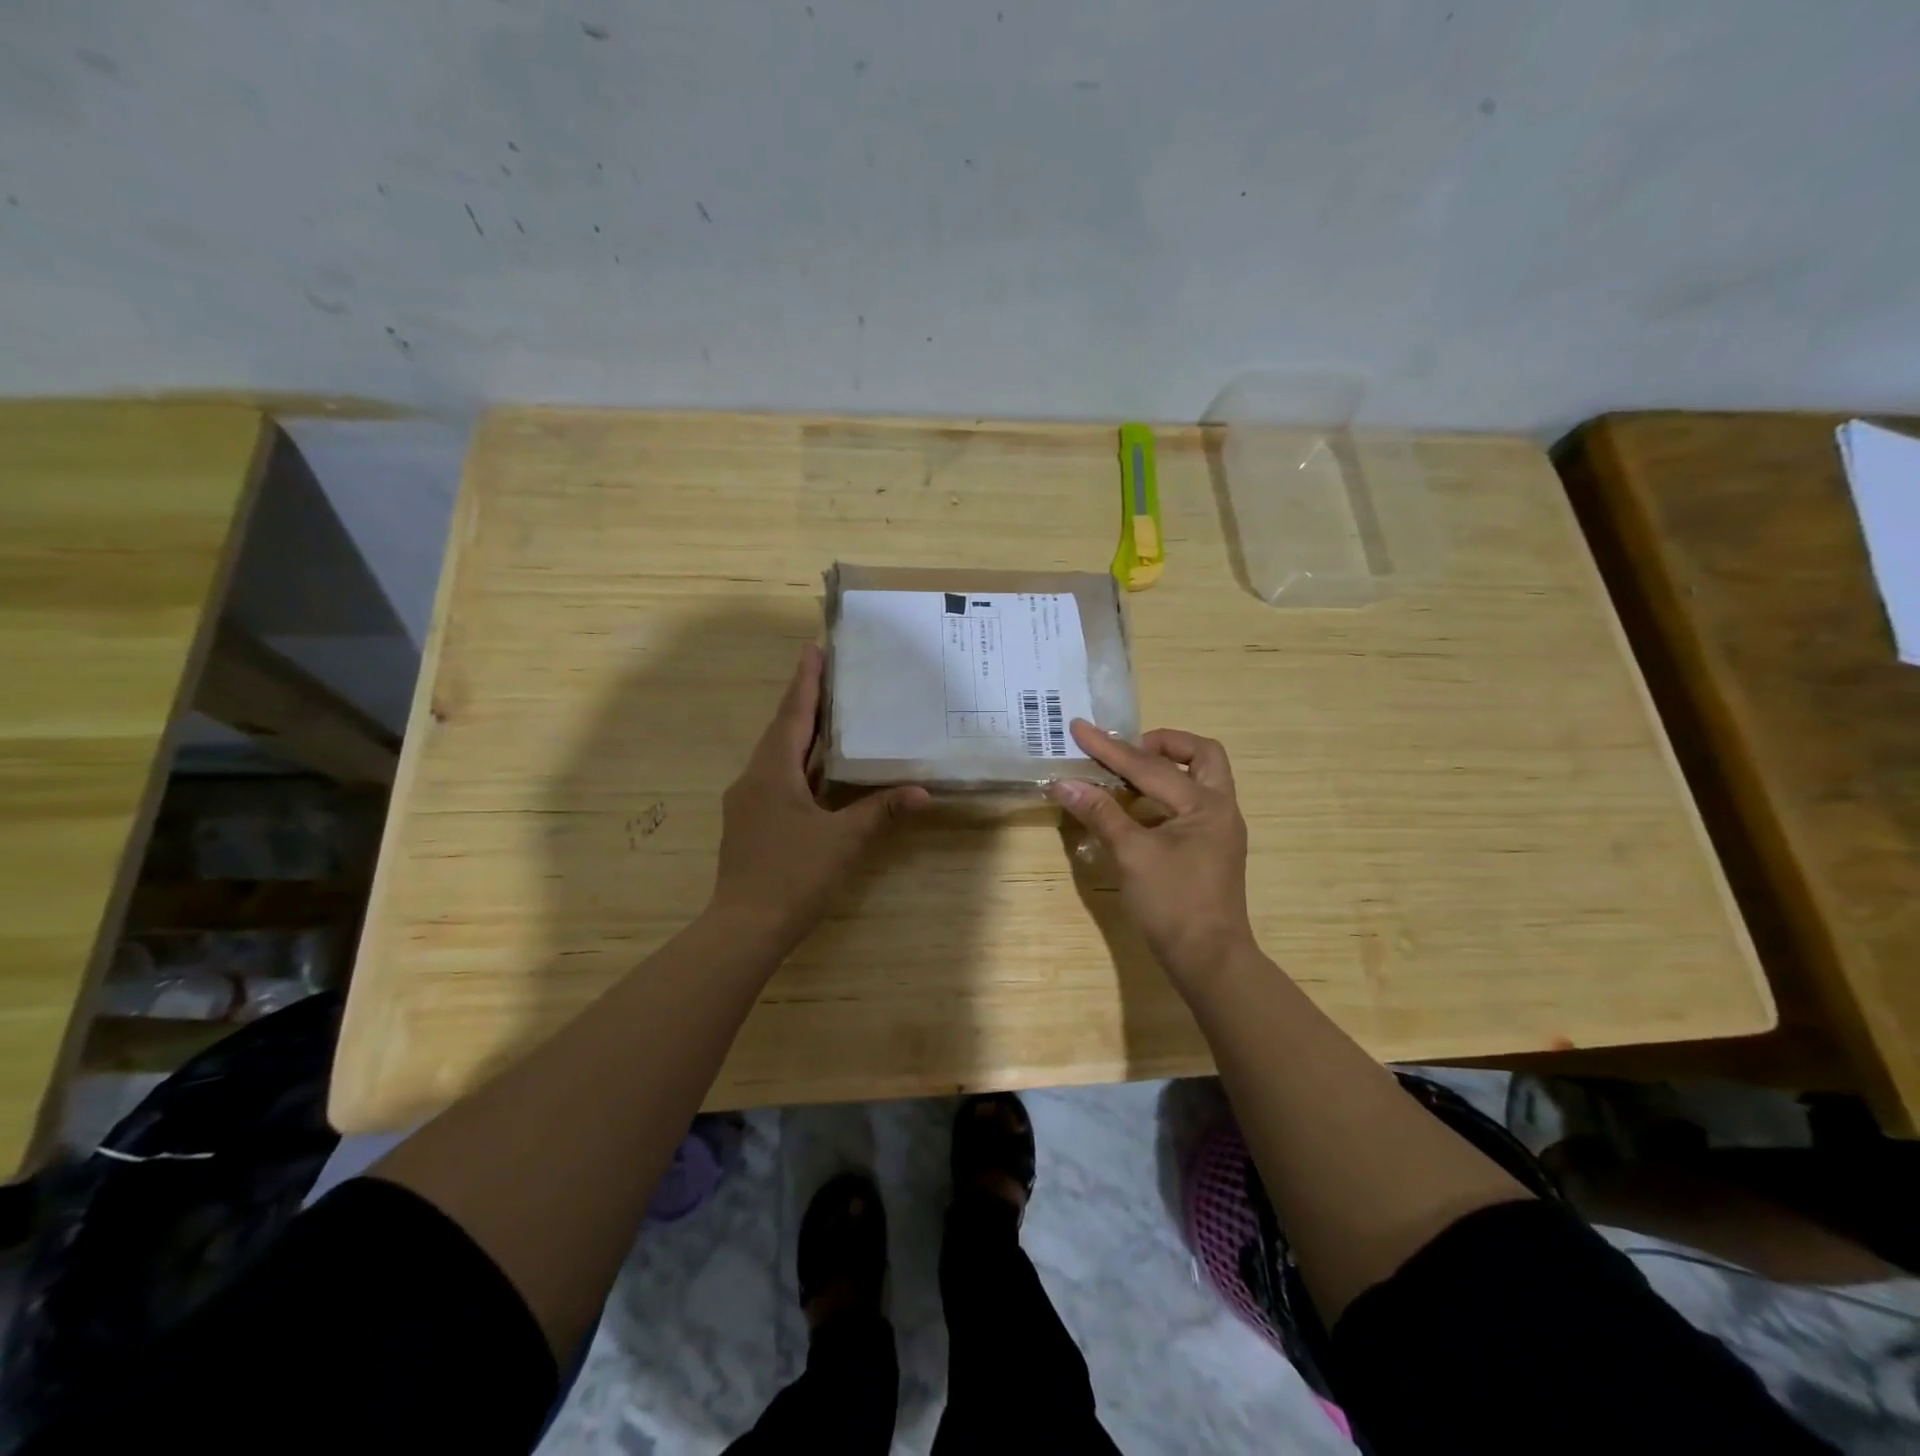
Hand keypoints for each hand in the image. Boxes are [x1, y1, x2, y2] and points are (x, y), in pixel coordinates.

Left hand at [710, 645, 929, 954]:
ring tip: (831, 716)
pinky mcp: (751, 824)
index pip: (793, 715)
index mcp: (772, 772)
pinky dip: (800, 767)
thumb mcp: (843, 840)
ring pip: (778, 757)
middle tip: (832, 676)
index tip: (813, 648)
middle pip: (782, 731)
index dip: (806, 681)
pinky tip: (820, 773)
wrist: (744, 928)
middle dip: (806, 703)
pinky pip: (778, 780)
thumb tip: (923, 793)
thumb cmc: (793, 875)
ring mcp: (748, 803)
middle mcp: (754, 779)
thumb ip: (881, 811)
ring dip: (802, 735)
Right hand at [1048, 722, 1256, 990]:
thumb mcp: (1132, 855)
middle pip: (1201, 755)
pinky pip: (1190, 804)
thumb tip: (1064, 783)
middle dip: (1162, 745)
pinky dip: (1164, 796)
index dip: (1110, 749)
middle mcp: (1220, 809)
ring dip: (1165, 769)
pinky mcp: (1211, 848)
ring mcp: (1219, 830)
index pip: (1150, 767)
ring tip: (1124, 775)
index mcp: (1206, 805)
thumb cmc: (1173, 904)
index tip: (1080, 728)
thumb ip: (1100, 813)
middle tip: (1126, 752)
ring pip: (1200, 779)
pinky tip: (1135, 809)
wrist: (1209, 960)